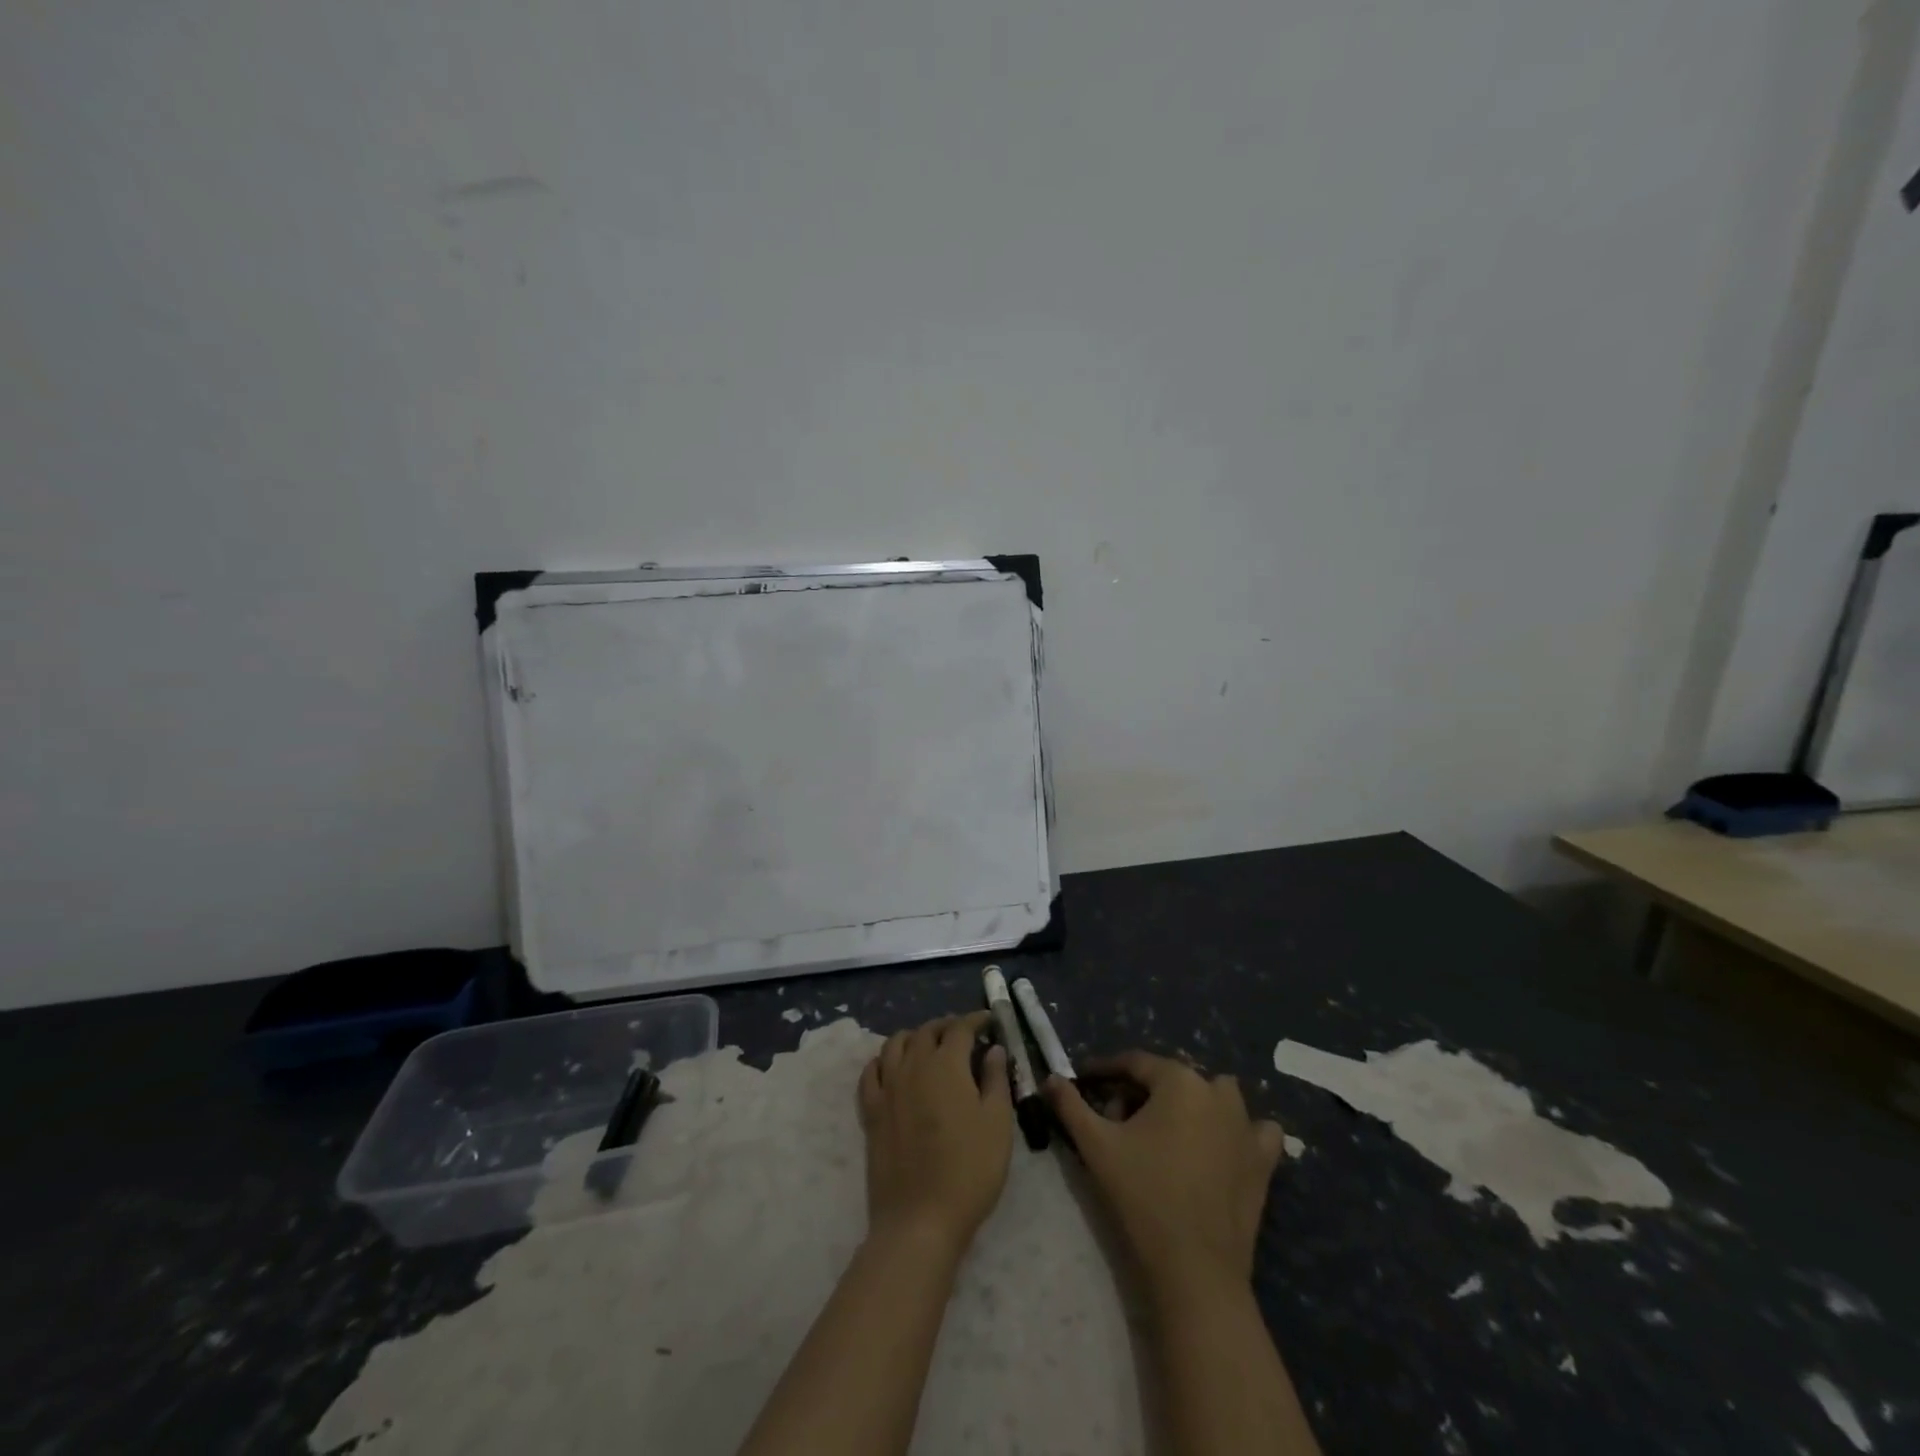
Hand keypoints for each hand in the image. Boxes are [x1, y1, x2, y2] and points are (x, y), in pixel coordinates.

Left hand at [858, 1011, 1013, 1255]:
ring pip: (895, 1044)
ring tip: (928, 1045)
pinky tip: (892, 1067)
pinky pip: (871, 1072)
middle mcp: (912, 1065)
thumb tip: (993, 1049)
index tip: (988, 1020)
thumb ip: (995, 1080)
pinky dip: (883, 1060)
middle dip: (946, 1026)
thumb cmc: (969, 1169)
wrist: (920, 1218)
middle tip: (963, 1033)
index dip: (975, 1020)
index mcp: (946, 1064)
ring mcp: (887, 1087)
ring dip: (914, 1037)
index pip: (960, 1028)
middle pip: (926, 1031)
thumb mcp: (997, 1123)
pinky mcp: (871, 1111)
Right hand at [1047, 1052, 1285, 1303]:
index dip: (1104, 1071)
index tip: (1083, 1083)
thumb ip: (1070, 1105)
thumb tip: (1050, 1078)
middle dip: (1141, 1092)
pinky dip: (1238, 1130)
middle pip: (1170, 1078)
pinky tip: (1220, 1147)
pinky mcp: (1264, 1160)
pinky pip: (1255, 1130)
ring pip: (1213, 1096)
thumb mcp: (1096, 1145)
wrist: (1195, 1269)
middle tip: (1116, 1121)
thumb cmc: (1142, 1195)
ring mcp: (1246, 1126)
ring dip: (1189, 1104)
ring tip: (1164, 1134)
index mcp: (1178, 1080)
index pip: (1134, 1062)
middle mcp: (1217, 1091)